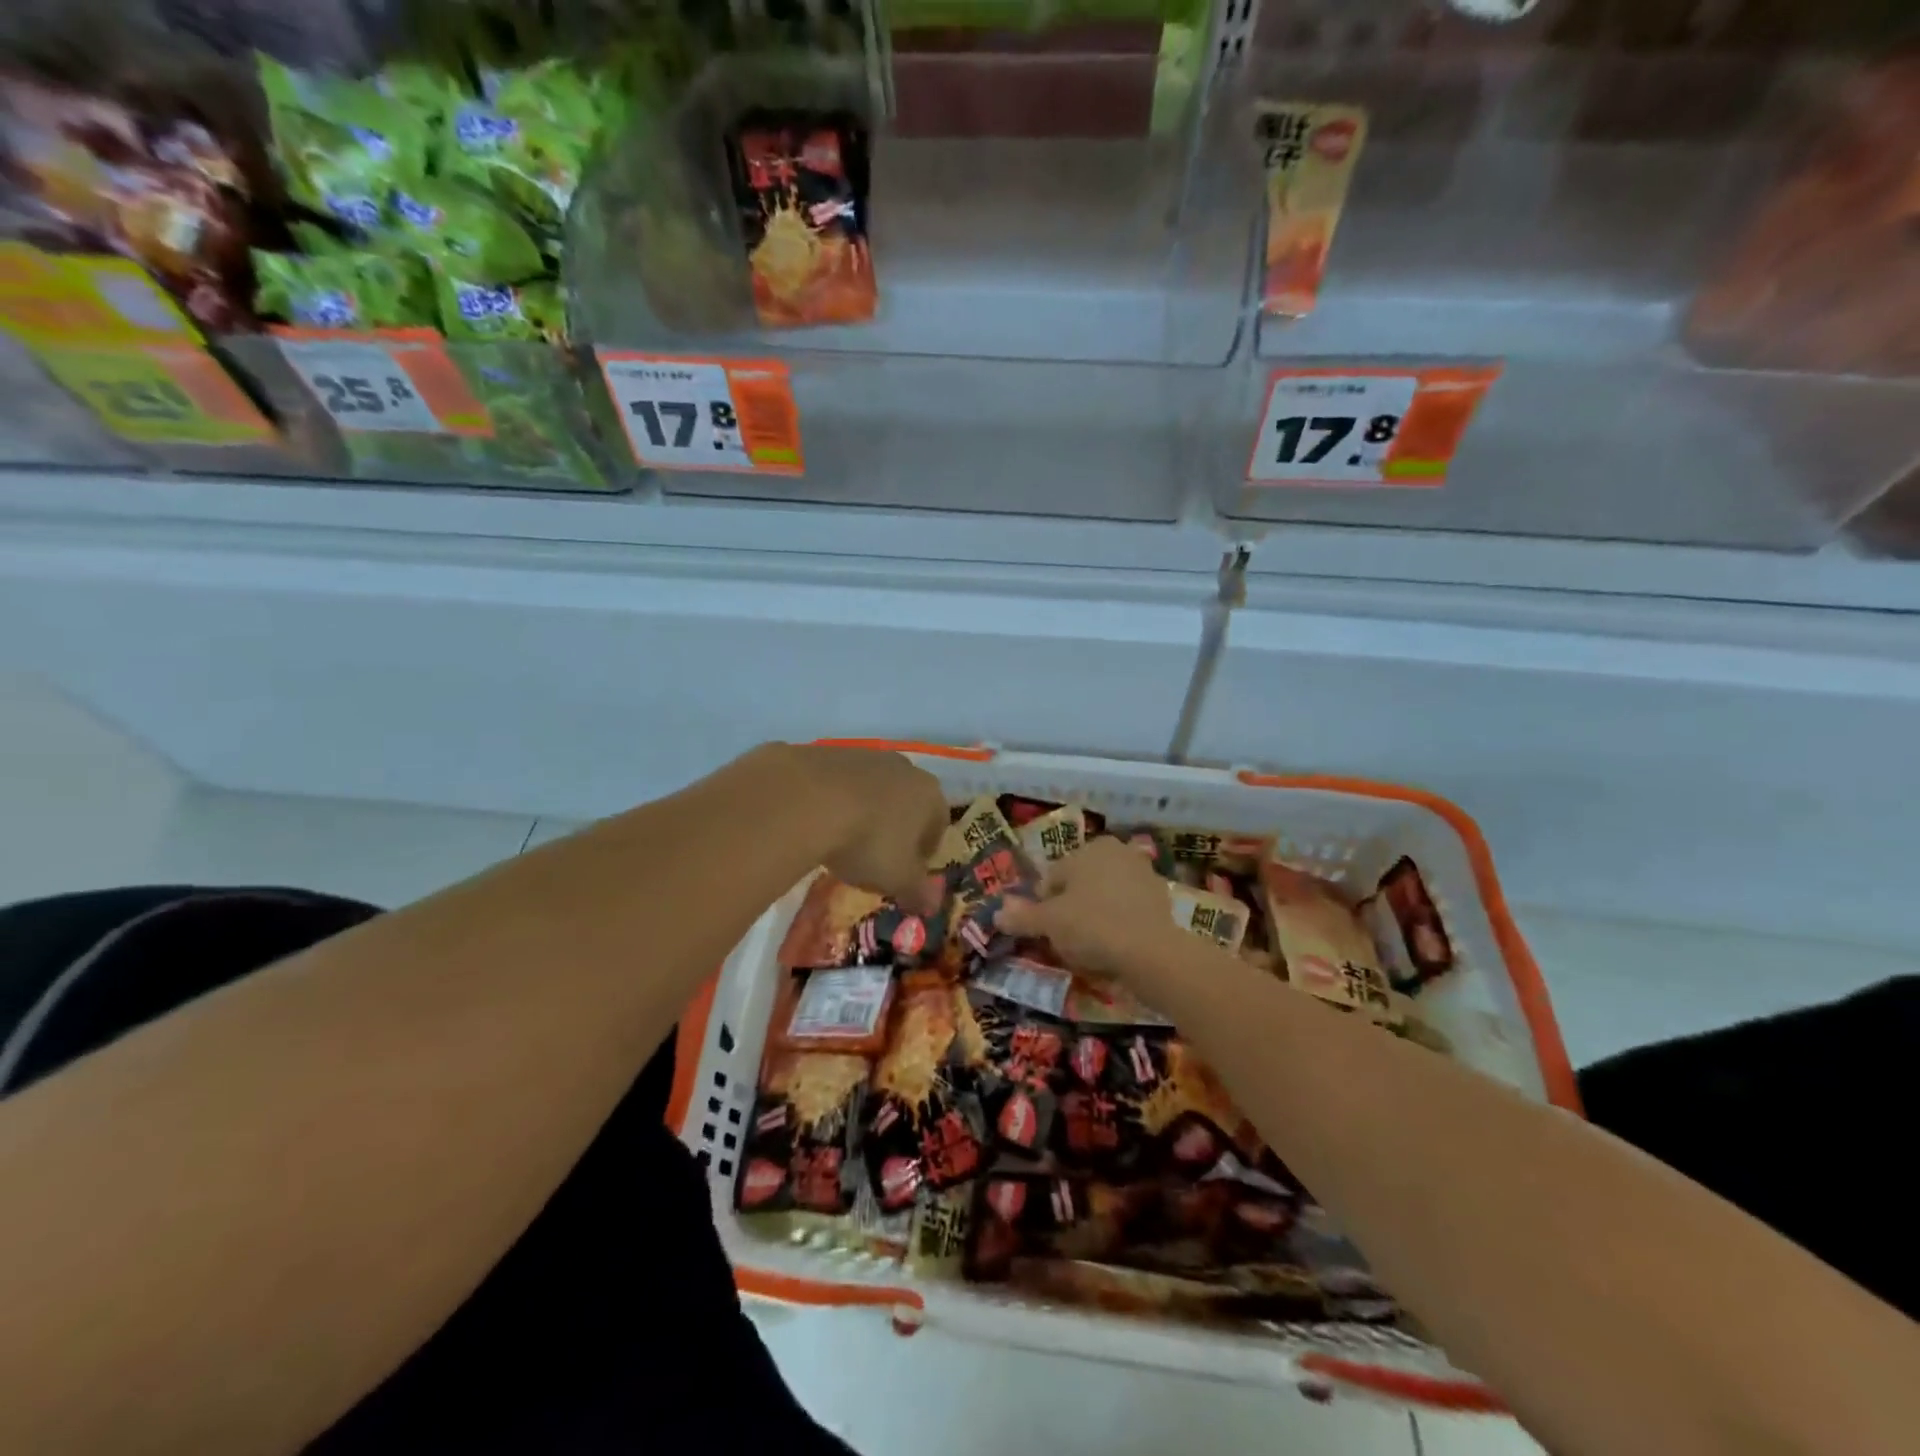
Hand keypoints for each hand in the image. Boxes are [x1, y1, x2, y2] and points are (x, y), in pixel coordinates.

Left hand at [770, 744, 949, 913]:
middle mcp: (903, 767)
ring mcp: (864, 755)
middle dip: (896, 827)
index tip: (907, 873)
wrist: (805, 800)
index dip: (925, 852)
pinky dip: (833, 800)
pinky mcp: (827, 751)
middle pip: (907, 801)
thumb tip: (932, 904)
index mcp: (929, 794)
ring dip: (864, 811)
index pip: (939, 824)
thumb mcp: (897, 879)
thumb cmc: (867, 842)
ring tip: (841, 841)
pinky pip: (838, 782)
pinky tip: (815, 821)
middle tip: (875, 858)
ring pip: (872, 788)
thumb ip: (918, 892)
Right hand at [994, 835, 1182, 983]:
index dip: (1043, 906)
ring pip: (1105, 897)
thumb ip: (1023, 916)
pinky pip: (1128, 912)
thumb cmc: (1093, 926)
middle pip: (1081, 884)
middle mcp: (1118, 852)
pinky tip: (1115, 948)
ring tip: (1090, 948)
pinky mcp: (1162, 900)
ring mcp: (1144, 874)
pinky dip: (1119, 925)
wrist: (1152, 952)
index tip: (1044, 931)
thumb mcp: (1050, 923)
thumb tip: (997, 914)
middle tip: (1065, 940)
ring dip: (1095, 916)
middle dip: (1071, 908)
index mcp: (1089, 848)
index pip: (1053, 877)